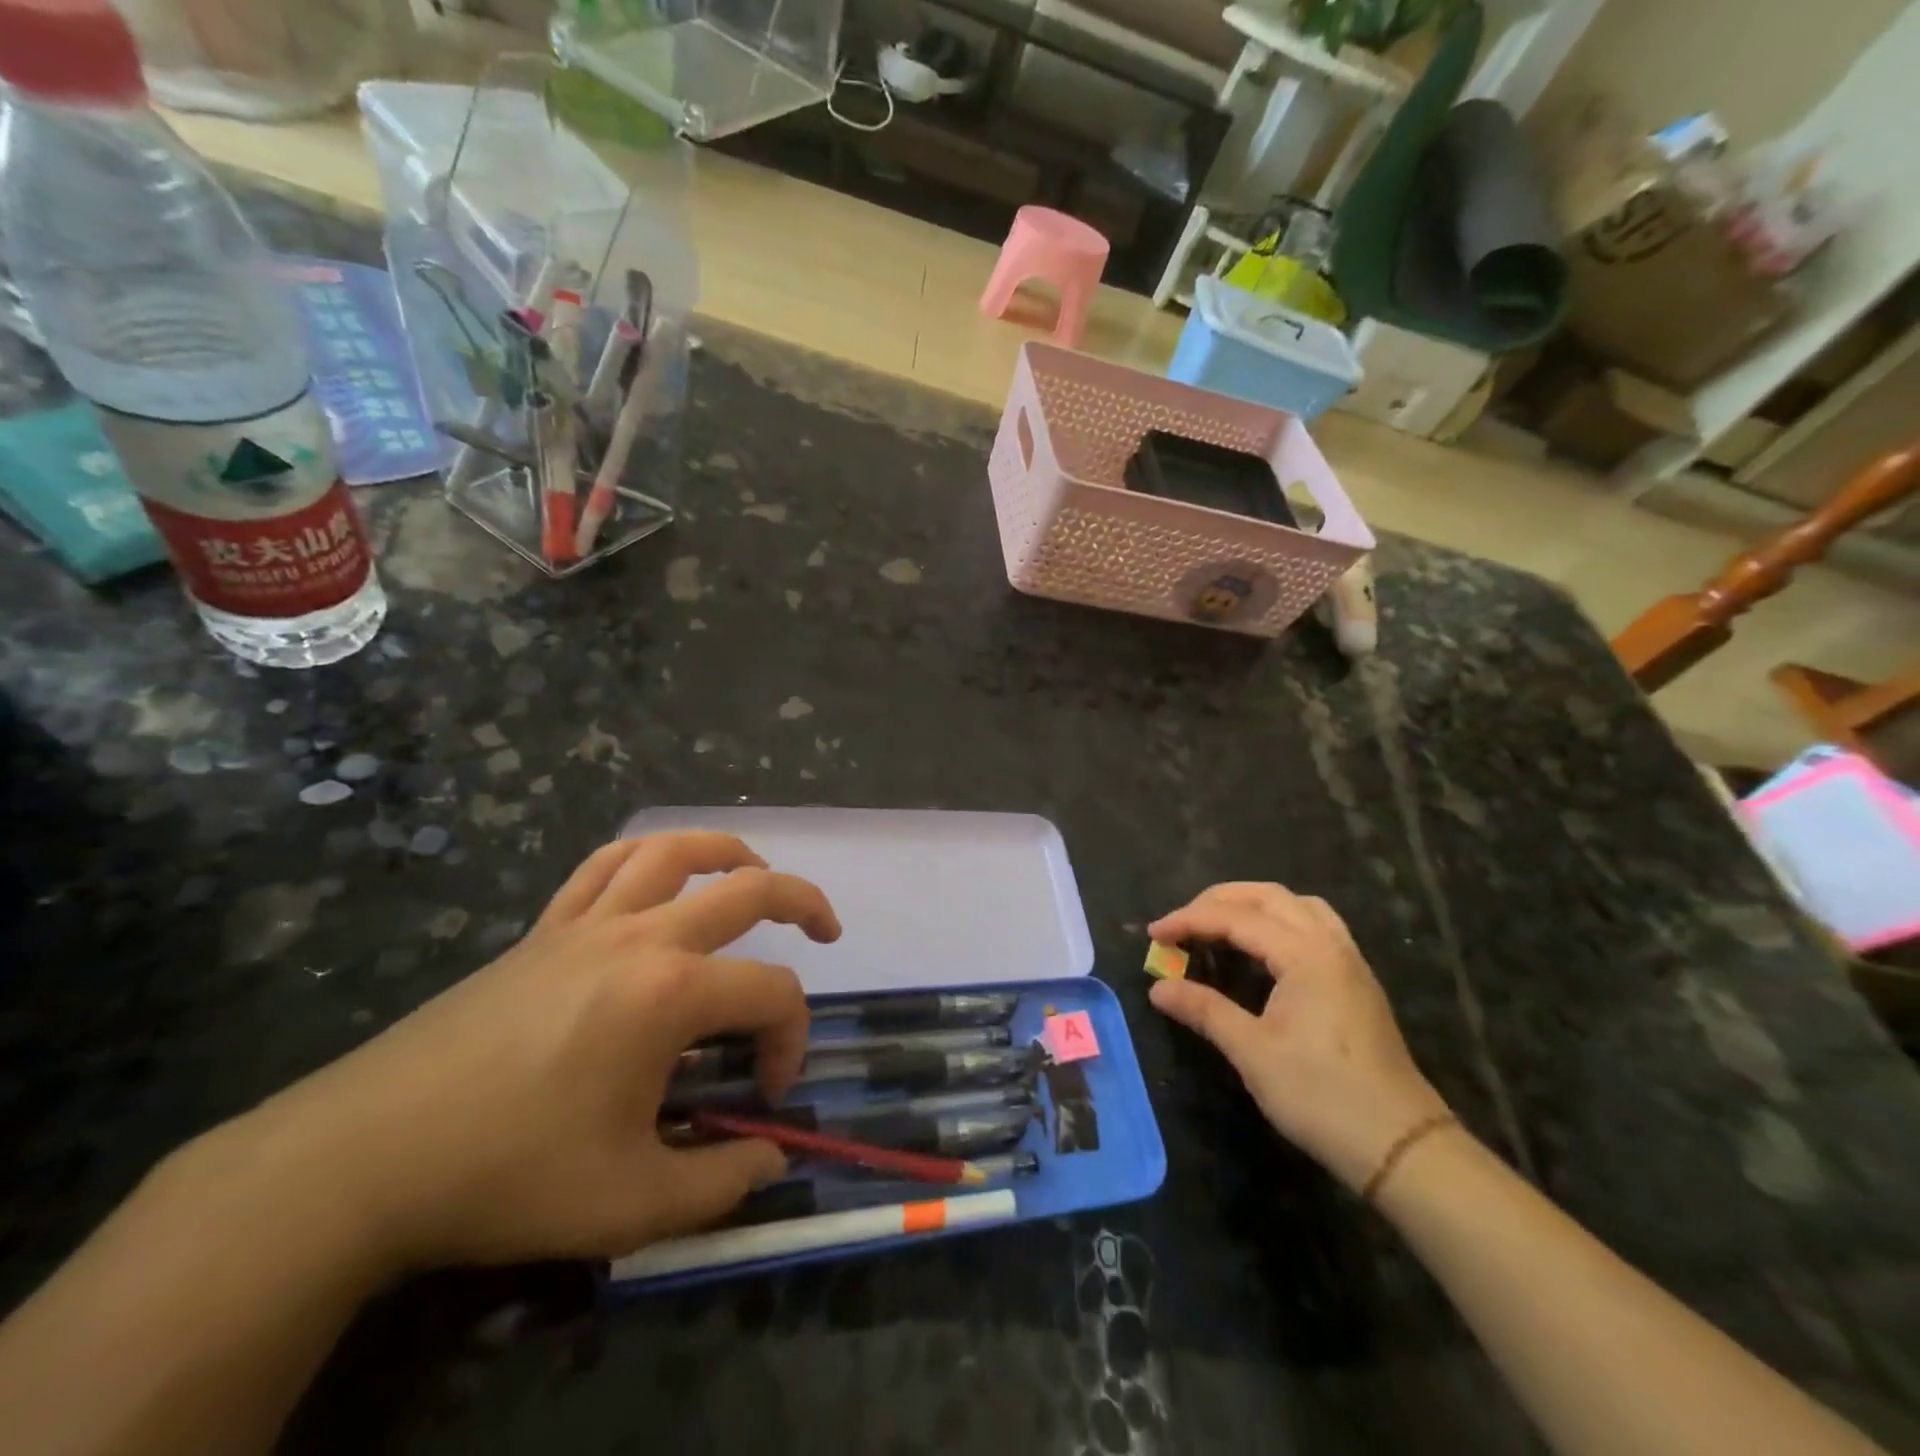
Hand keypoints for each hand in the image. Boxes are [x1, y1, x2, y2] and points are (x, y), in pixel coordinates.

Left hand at [205, 832, 840, 1271]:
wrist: (365, 1158)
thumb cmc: (507, 1176)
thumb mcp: (629, 1204)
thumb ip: (720, 1184)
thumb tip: (771, 1159)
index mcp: (671, 994)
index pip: (771, 995)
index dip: (789, 1042)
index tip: (766, 1098)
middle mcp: (642, 937)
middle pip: (749, 889)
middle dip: (804, 903)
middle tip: (826, 931)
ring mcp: (589, 923)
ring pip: (675, 850)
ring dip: (729, 853)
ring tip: (756, 875)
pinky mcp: (544, 928)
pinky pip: (604, 865)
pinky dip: (646, 857)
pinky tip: (658, 876)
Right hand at [1148, 882, 1449, 1191]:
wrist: (1401, 1146)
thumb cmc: (1322, 1096)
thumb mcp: (1253, 1053)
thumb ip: (1204, 1010)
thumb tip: (1159, 988)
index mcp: (1305, 955)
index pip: (1235, 918)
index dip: (1189, 920)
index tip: (1153, 934)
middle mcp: (1330, 944)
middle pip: (1268, 896)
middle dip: (1218, 900)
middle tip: (1182, 923)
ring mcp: (1349, 961)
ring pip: (1297, 906)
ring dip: (1253, 904)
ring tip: (1219, 925)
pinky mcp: (1356, 981)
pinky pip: (1315, 926)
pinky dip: (1280, 921)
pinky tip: (1263, 949)